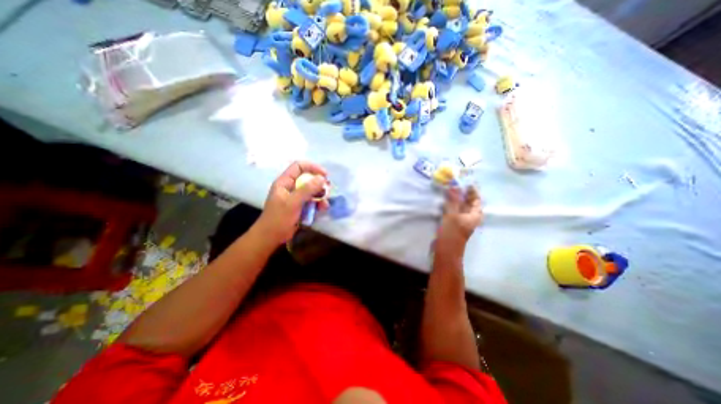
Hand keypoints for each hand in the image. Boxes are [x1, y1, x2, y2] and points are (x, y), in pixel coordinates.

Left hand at [253, 162, 329, 246]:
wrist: (271, 237)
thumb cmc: (279, 218)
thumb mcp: (293, 202)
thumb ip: (307, 189)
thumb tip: (322, 178)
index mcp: (285, 182)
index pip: (299, 166)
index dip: (313, 168)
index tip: (325, 175)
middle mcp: (290, 187)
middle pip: (307, 179)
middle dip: (319, 184)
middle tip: (328, 190)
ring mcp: (295, 197)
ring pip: (311, 191)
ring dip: (320, 196)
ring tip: (325, 204)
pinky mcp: (300, 206)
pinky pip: (311, 201)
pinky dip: (318, 204)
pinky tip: (322, 209)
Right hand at [437, 186, 479, 257]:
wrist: (446, 249)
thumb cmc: (452, 232)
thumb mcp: (453, 214)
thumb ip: (453, 200)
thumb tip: (453, 186)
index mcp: (475, 214)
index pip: (476, 199)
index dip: (472, 190)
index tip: (464, 181)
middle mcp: (470, 215)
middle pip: (468, 201)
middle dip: (462, 192)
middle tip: (454, 183)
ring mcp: (461, 219)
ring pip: (460, 205)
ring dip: (455, 197)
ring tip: (448, 188)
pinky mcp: (453, 221)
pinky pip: (453, 209)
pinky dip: (450, 203)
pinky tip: (444, 199)